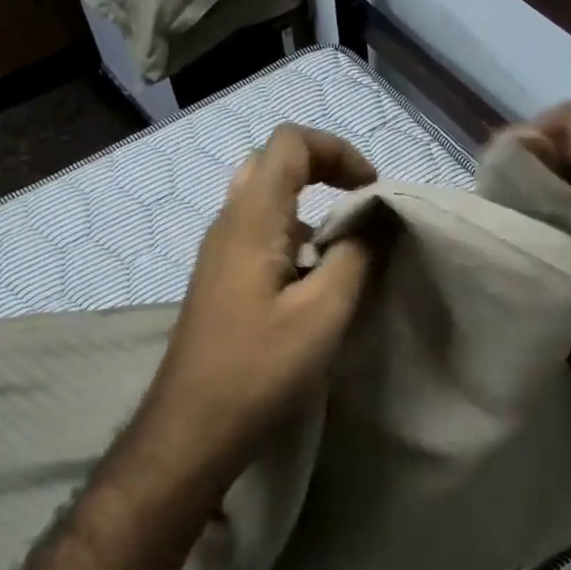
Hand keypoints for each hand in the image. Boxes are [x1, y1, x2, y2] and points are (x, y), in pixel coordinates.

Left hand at [147, 125, 379, 468]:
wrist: (192, 426)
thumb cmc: (259, 368)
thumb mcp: (323, 312)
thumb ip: (356, 254)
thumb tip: (378, 216)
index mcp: (251, 218)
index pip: (290, 142)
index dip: (337, 150)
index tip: (372, 190)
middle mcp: (228, 222)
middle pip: (274, 163)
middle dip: (323, 171)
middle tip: (358, 205)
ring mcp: (219, 251)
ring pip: (265, 199)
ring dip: (308, 206)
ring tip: (343, 245)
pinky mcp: (220, 279)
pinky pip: (258, 232)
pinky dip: (293, 235)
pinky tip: (313, 279)